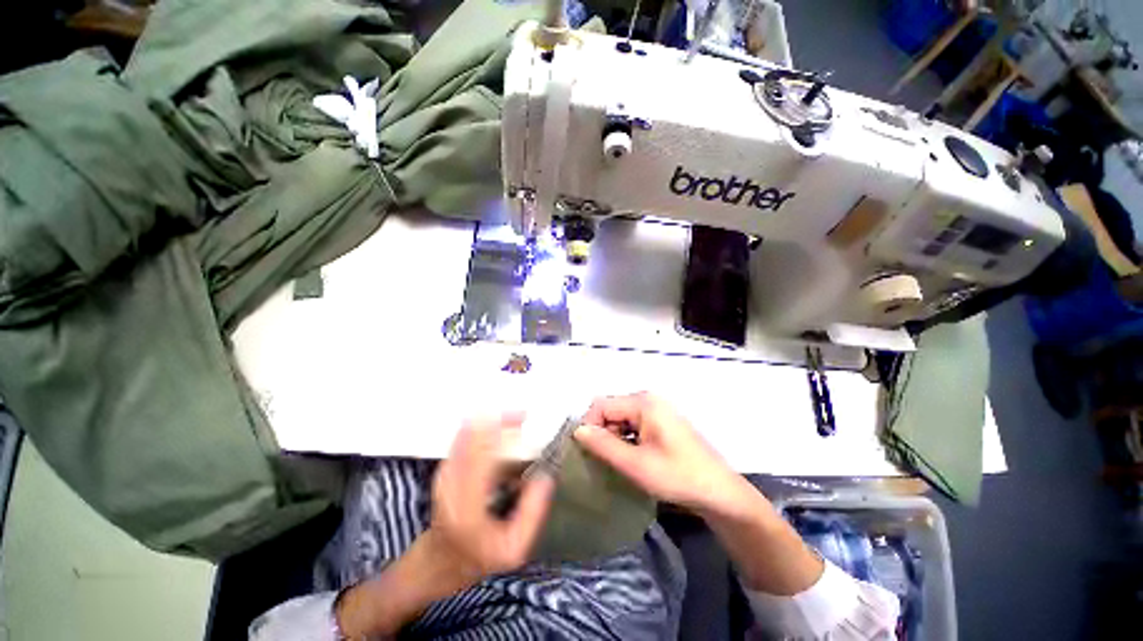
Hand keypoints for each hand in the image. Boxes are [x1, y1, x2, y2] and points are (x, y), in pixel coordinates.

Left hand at [335, 415, 554, 637]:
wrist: (437, 563)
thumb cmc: (478, 558)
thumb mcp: (515, 548)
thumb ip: (533, 512)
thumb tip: (547, 475)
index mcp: (469, 507)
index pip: (481, 456)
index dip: (499, 430)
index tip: (521, 417)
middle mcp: (451, 485)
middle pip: (472, 439)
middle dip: (497, 420)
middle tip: (521, 414)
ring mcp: (444, 475)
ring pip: (465, 436)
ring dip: (489, 422)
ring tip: (513, 416)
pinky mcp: (444, 470)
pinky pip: (462, 441)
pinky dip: (479, 429)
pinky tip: (496, 424)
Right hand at [575, 392, 754, 515]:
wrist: (719, 491)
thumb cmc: (678, 476)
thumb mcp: (636, 465)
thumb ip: (604, 445)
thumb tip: (577, 431)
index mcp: (643, 402)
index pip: (601, 405)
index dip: (589, 426)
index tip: (587, 453)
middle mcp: (648, 399)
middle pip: (611, 408)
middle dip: (602, 431)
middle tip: (603, 460)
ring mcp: (657, 409)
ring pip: (620, 417)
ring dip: (613, 436)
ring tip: (617, 461)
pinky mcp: (661, 420)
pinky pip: (633, 422)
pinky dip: (626, 437)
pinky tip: (631, 457)